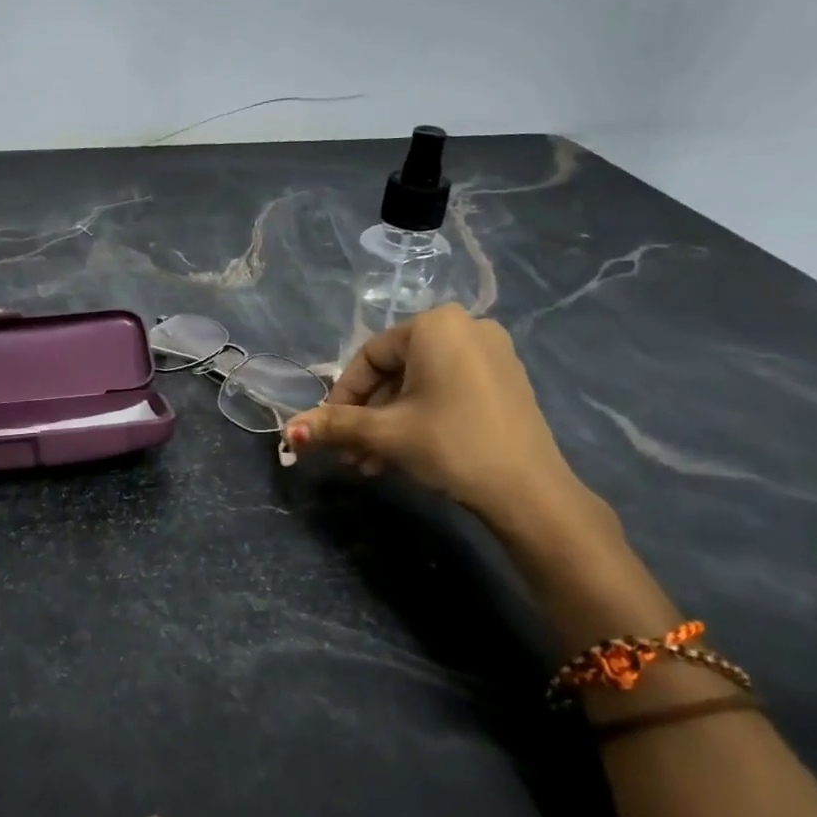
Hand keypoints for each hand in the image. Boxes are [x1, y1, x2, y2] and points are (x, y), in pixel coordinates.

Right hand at [284, 304, 596, 534]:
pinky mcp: (505, 382)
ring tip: (372, 465)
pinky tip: (404, 456)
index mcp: (436, 325)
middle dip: (367, 417)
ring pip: (420, 386)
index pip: (370, 357)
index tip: (329, 432)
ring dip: (389, 424)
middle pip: (395, 372)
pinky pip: (447, 391)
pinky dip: (421, 418)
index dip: (342, 396)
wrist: (528, 490)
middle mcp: (466, 328)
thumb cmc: (449, 444)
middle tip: (350, 454)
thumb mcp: (385, 433)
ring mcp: (491, 354)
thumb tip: (289, 431)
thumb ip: (334, 425)